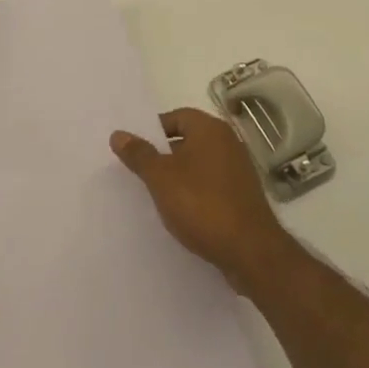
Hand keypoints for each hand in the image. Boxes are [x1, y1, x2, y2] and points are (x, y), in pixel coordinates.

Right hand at [111, 108, 290, 295]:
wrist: (250, 251)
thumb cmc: (202, 204)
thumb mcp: (161, 178)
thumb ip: (139, 155)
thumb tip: (118, 134)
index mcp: (210, 129)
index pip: (177, 116)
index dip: (154, 130)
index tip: (136, 150)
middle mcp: (228, 143)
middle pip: (189, 139)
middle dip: (164, 155)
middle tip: (141, 172)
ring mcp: (239, 170)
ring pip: (199, 165)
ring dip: (179, 176)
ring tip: (157, 195)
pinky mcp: (243, 196)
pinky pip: (211, 185)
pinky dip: (195, 193)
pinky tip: (181, 213)